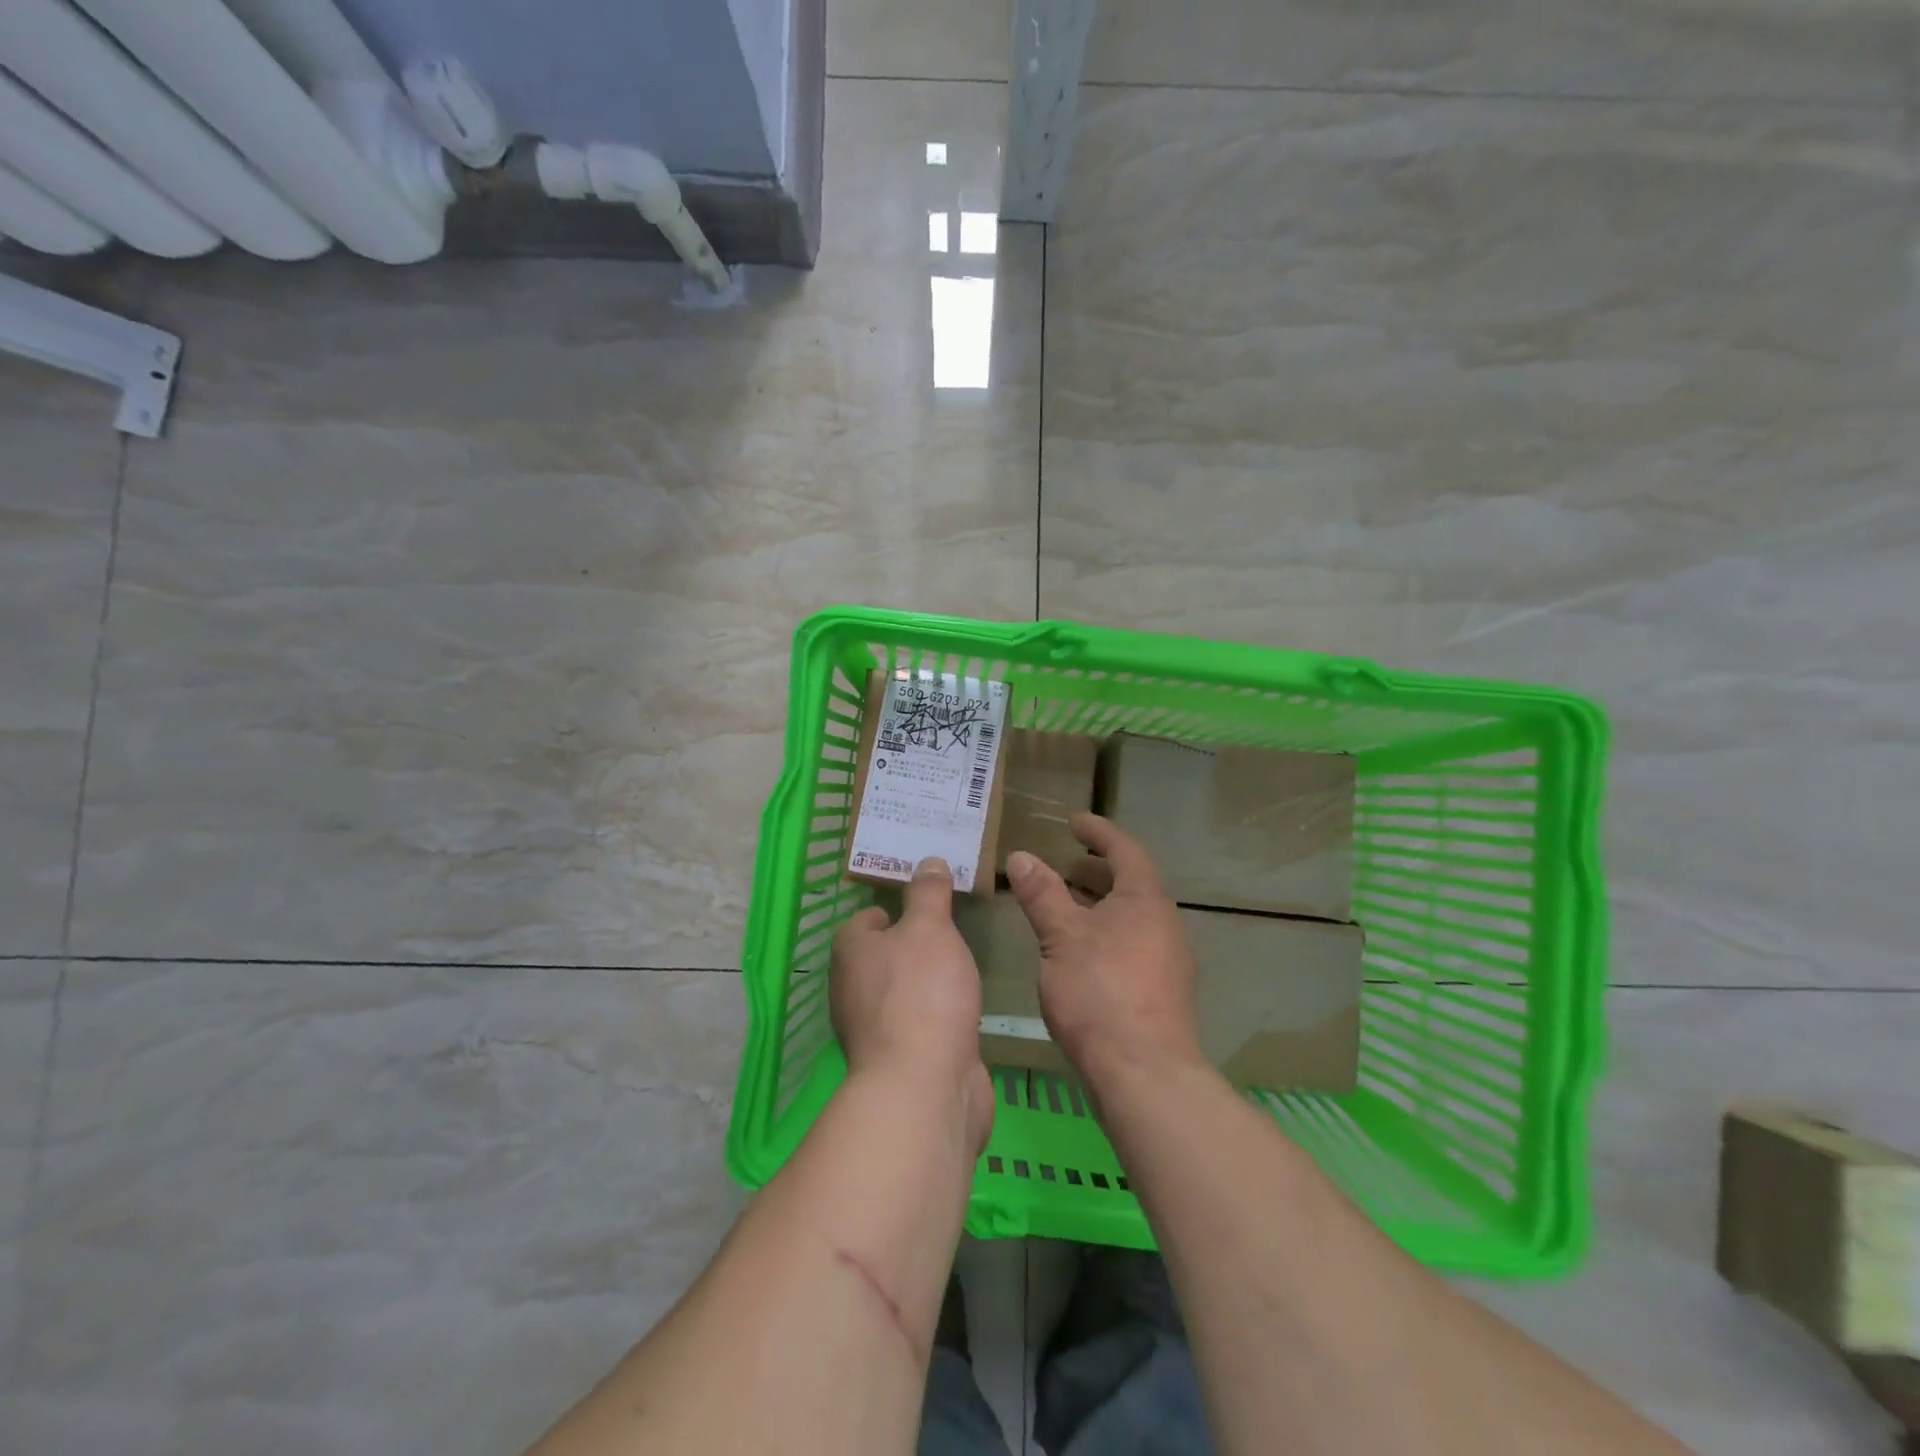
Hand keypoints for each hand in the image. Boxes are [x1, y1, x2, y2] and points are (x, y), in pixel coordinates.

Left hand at [830, 858, 994, 1151]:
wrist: (925, 1086)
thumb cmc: (921, 992)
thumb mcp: (930, 928)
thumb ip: (929, 894)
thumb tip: (928, 861)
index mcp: (851, 952)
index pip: (866, 919)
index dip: (894, 910)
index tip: (929, 906)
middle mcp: (851, 989)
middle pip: (881, 957)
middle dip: (912, 947)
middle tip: (951, 933)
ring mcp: (872, 1030)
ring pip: (899, 993)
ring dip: (924, 984)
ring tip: (960, 969)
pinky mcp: (897, 1062)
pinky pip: (917, 1026)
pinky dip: (936, 1017)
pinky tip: (961, 1012)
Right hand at [1006, 815, 1204, 1092]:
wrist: (1145, 1074)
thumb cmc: (1100, 993)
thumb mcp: (1061, 937)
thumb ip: (1042, 894)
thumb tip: (1021, 856)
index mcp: (1144, 900)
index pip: (1124, 850)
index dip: (1098, 832)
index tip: (1073, 822)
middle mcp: (1163, 923)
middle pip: (1129, 883)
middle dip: (1095, 871)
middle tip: (1063, 865)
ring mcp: (1166, 960)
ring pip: (1129, 917)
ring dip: (1097, 905)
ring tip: (1062, 908)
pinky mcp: (1160, 992)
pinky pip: (1130, 944)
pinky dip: (1103, 934)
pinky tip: (1077, 954)